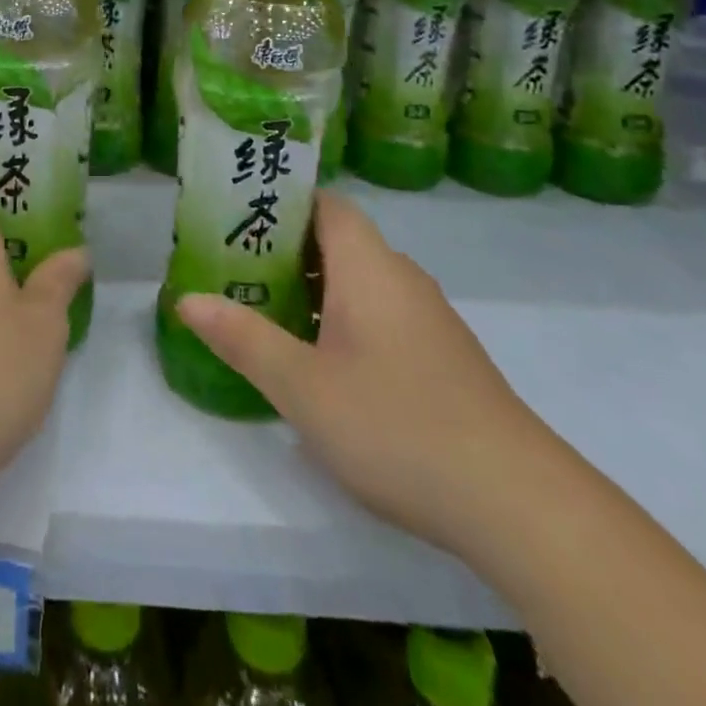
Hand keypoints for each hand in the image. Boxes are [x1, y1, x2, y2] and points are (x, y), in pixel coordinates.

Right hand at [176, 190, 553, 553]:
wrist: (519, 503)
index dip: (282, 202)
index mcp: (369, 266)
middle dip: (285, 250)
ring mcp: (428, 318)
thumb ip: (243, 338)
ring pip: (360, 281)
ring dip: (313, 289)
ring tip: (264, 313)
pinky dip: (344, 319)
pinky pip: (381, 314)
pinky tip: (322, 364)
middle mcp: (401, 277)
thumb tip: (186, 299)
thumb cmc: (396, 425)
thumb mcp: (303, 386)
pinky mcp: (443, 357)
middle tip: (234, 270)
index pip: (326, 204)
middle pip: (338, 241)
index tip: (237, 219)